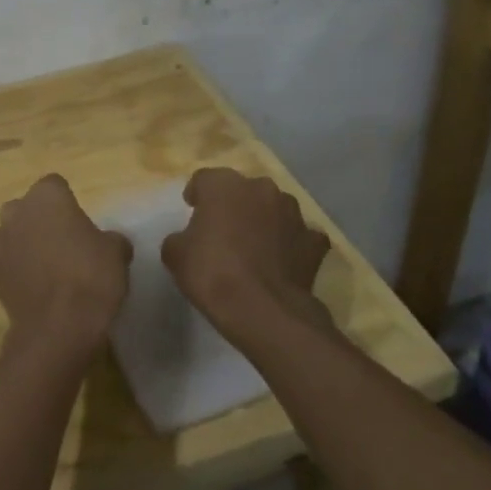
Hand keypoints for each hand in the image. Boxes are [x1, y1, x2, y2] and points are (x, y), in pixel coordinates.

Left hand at [0, 174, 132, 370]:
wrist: (57, 327)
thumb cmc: (90, 276)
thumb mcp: (117, 253)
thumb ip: (111, 239)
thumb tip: (111, 242)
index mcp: (46, 197)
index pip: (54, 185)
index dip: (67, 201)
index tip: (79, 221)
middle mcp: (17, 212)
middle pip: (27, 207)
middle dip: (40, 219)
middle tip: (64, 241)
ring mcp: (0, 243)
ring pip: (13, 234)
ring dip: (26, 244)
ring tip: (50, 267)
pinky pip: (8, 263)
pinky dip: (19, 270)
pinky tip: (38, 289)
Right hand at [161, 168, 336, 350]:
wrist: (263, 310)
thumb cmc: (212, 273)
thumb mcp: (175, 254)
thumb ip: (181, 237)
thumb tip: (188, 239)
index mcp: (224, 185)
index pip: (204, 179)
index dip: (197, 194)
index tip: (192, 211)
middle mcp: (261, 188)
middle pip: (242, 190)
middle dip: (233, 205)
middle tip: (223, 230)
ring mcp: (293, 213)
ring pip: (274, 208)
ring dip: (264, 220)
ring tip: (254, 247)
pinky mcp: (315, 241)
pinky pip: (299, 235)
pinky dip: (291, 244)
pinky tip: (281, 262)